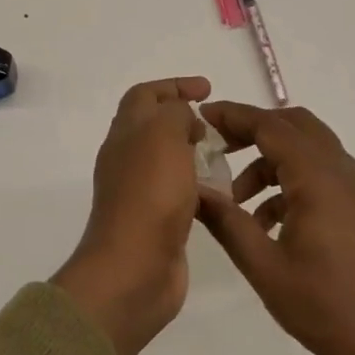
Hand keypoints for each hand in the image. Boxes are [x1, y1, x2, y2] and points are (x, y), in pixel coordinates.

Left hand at [53, 77, 211, 354]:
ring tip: (229, 156)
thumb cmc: (150, 194)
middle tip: (220, 125)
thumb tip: (185, 120)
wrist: (134, 269)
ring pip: (170, 160)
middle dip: (187, 119)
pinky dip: (202, 187)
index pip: (145, 95)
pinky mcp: (158, 222)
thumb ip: (175, 114)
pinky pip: (181, 193)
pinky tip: (225, 194)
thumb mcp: (163, 135)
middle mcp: (128, 159)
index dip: (174, 86)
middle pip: (155, 126)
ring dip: (197, 153)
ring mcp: (142, 192)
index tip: (207, 90)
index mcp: (125, 133)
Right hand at [196, 103, 354, 354]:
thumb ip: (227, 222)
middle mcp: (343, 170)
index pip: (270, 126)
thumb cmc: (326, 307)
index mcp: (319, 178)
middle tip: (219, 148)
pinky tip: (269, 221)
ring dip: (271, 160)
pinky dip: (293, 179)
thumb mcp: (265, 267)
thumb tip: (194, 190)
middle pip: (294, 126)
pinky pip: (323, 173)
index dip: (233, 116)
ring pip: (309, 149)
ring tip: (238, 200)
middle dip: (253, 130)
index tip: (201, 118)